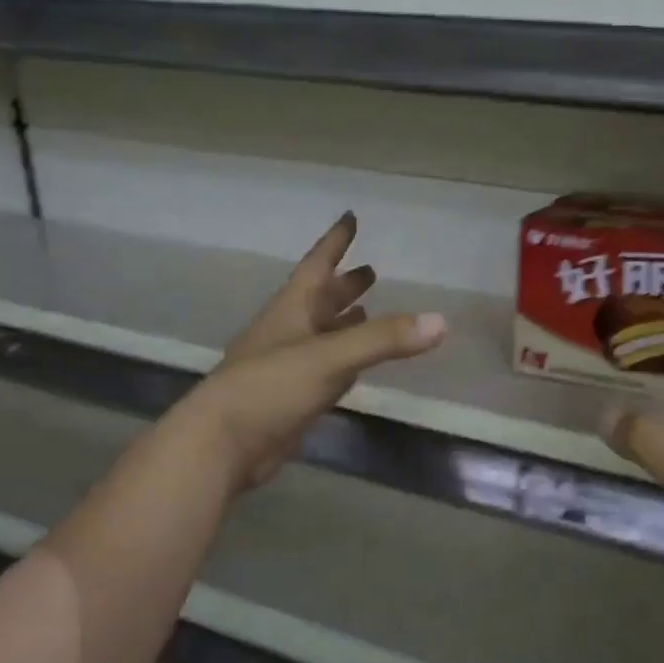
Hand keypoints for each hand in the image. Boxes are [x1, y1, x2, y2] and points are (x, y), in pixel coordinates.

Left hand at [186, 213, 445, 488]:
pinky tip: (356, 365)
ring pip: (321, 334)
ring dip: (343, 320)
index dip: (335, 242)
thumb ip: (383, 339)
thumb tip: (441, 321)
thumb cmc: (269, 387)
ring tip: (367, 309)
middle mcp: (288, 331)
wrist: (222, 445)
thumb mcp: (329, 357)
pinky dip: (342, 360)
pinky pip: (323, 368)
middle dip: (344, 285)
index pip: (317, 265)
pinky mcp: (291, 398)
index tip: (350, 217)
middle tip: (371, 271)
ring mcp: (287, 366)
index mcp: (291, 310)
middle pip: (320, 300)